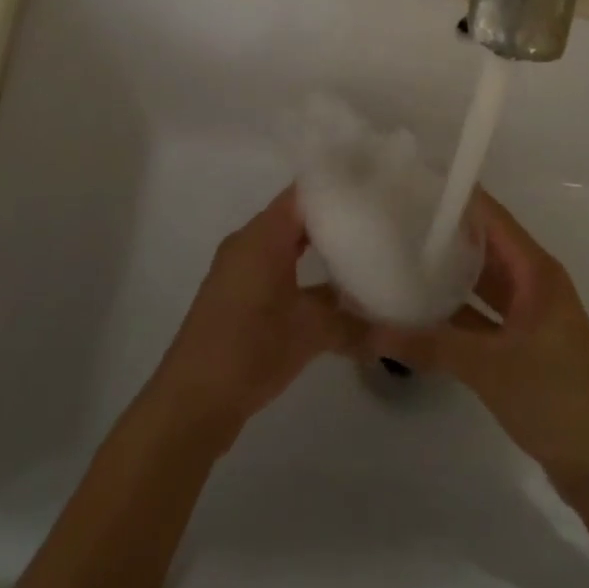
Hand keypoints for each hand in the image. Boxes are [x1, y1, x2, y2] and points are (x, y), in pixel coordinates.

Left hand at [152, 187, 363, 446]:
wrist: (191, 403)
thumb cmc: (249, 350)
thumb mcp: (310, 333)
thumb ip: (355, 324)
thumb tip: (397, 328)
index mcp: (262, 236)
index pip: (304, 192)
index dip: (338, 186)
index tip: (375, 185)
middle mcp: (249, 243)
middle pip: (297, 215)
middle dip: (335, 216)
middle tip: (378, 215)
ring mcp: (240, 271)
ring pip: (287, 244)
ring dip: (320, 247)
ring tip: (366, 246)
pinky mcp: (238, 297)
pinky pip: (277, 267)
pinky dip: (304, 270)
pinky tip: (335, 289)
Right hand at [372, 190, 588, 489]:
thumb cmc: (555, 399)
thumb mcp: (488, 368)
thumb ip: (429, 346)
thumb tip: (369, 333)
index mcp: (537, 272)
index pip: (492, 218)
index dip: (456, 199)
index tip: (412, 185)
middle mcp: (534, 283)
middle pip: (485, 246)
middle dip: (444, 234)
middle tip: (393, 220)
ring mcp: (530, 315)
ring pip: (482, 282)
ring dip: (447, 275)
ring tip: (398, 257)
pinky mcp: (523, 344)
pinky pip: (483, 314)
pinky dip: (455, 312)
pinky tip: (418, 310)